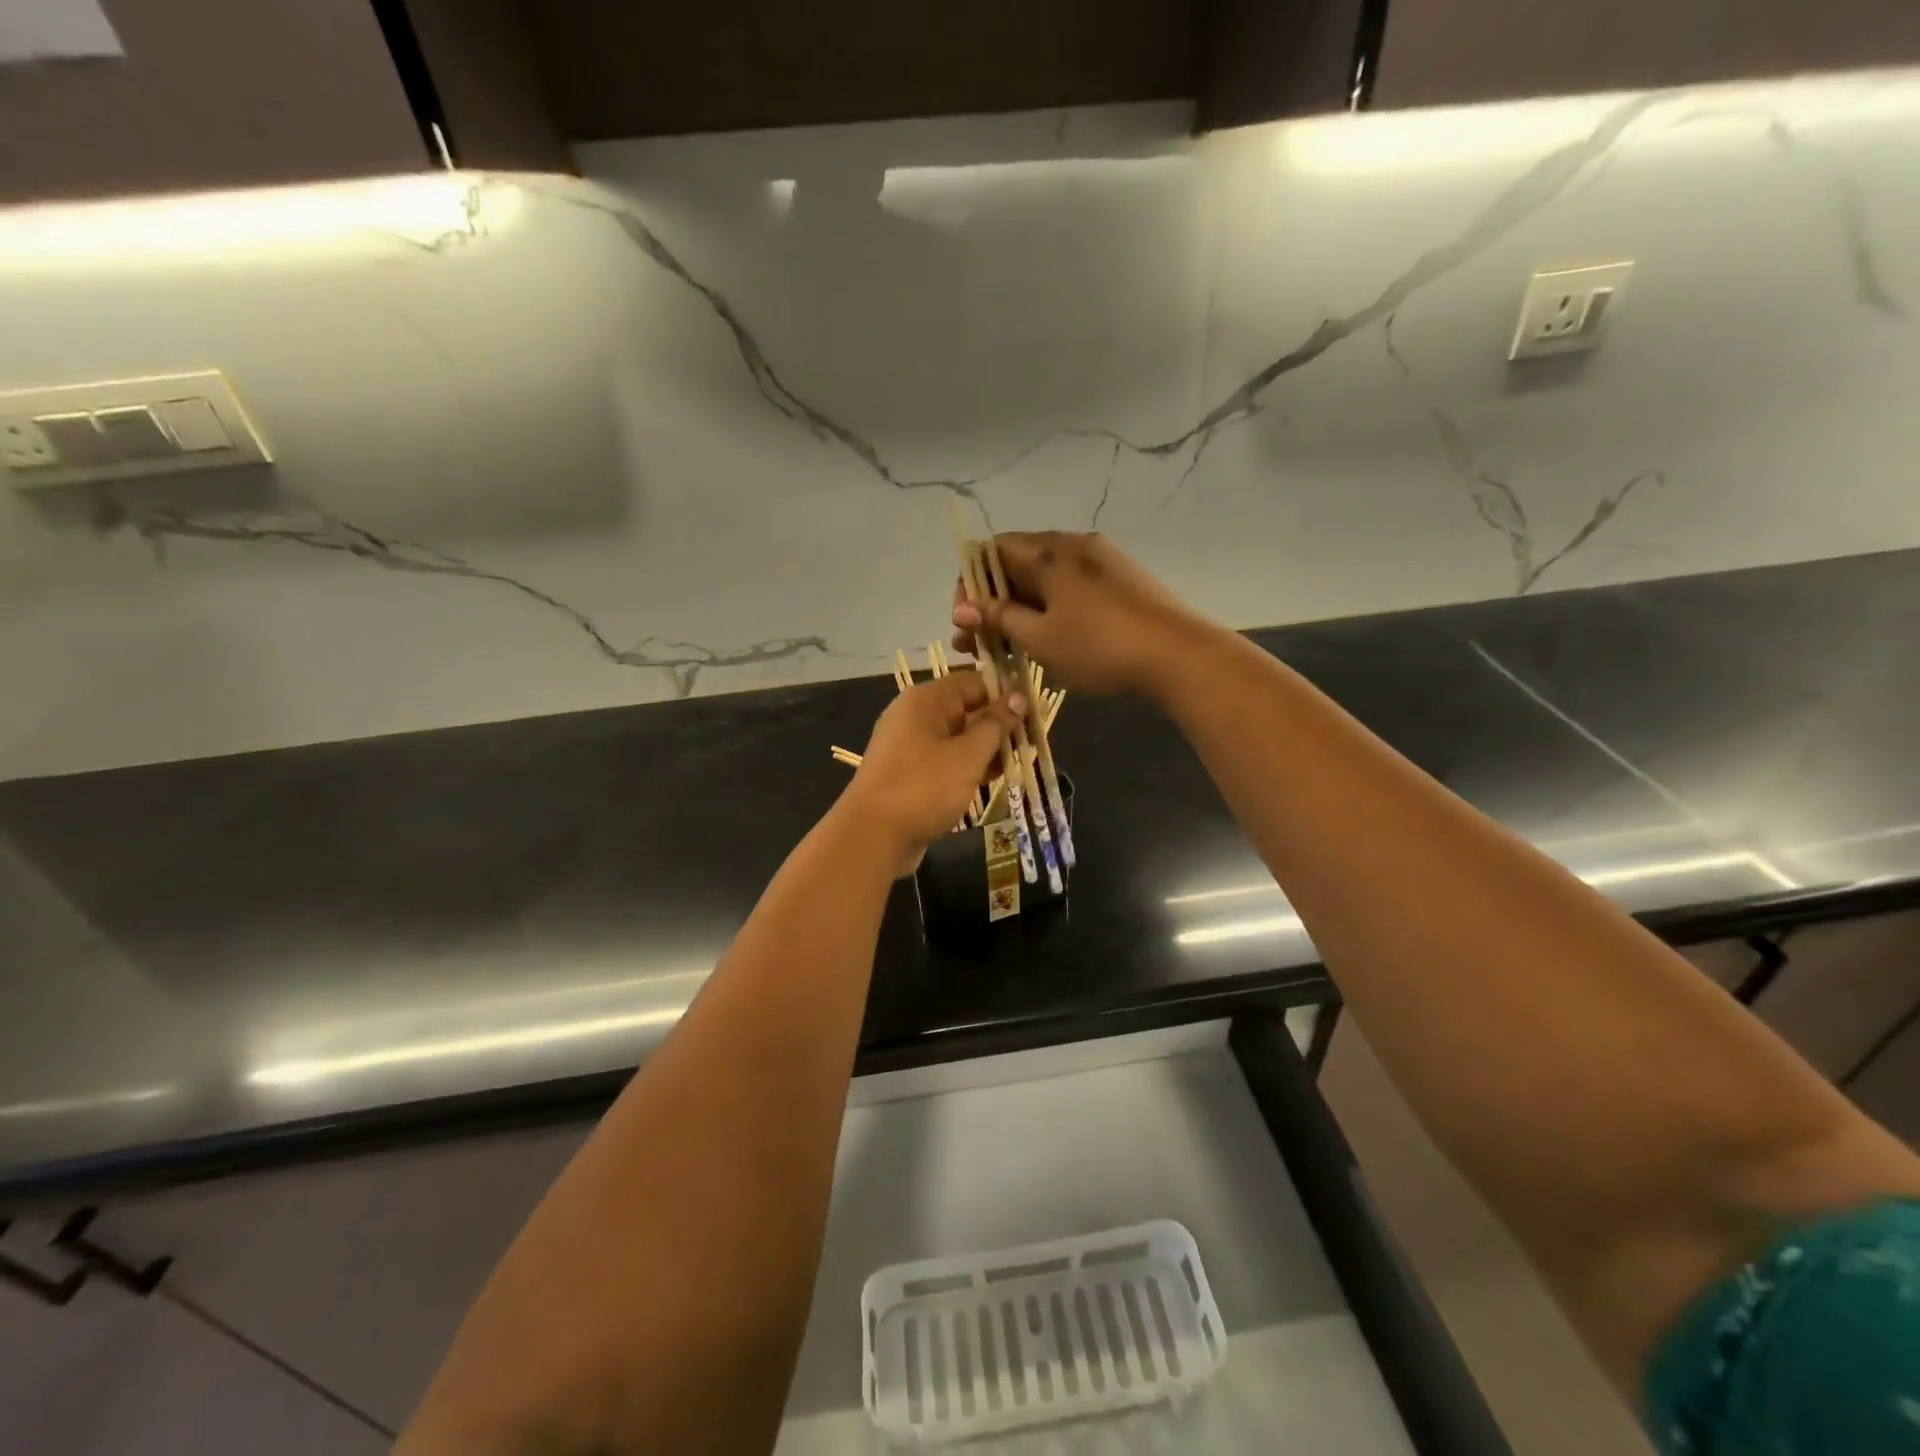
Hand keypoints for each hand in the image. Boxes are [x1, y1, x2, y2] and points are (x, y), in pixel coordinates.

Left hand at [841, 670, 1024, 873]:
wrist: (873, 835)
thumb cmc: (923, 787)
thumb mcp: (968, 755)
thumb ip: (995, 725)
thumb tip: (1018, 696)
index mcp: (926, 700)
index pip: (975, 682)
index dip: (1006, 696)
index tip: (1034, 716)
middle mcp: (915, 715)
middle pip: (967, 710)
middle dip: (999, 727)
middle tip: (1031, 746)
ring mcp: (910, 745)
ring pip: (958, 738)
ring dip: (986, 751)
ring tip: (1016, 767)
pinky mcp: (910, 772)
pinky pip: (945, 760)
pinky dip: (967, 768)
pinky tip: (990, 782)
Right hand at [952, 532, 1209, 699]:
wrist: (1179, 656)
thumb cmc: (1100, 647)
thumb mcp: (1041, 637)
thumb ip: (999, 618)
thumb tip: (961, 607)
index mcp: (1050, 551)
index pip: (992, 550)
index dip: (971, 583)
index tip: (967, 620)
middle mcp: (1073, 545)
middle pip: (1017, 565)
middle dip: (992, 603)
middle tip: (977, 644)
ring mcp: (1101, 562)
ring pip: (1045, 580)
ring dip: (1019, 611)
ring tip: (1007, 649)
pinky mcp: (1121, 582)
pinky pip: (1070, 589)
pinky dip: (1049, 610)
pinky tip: (1048, 641)